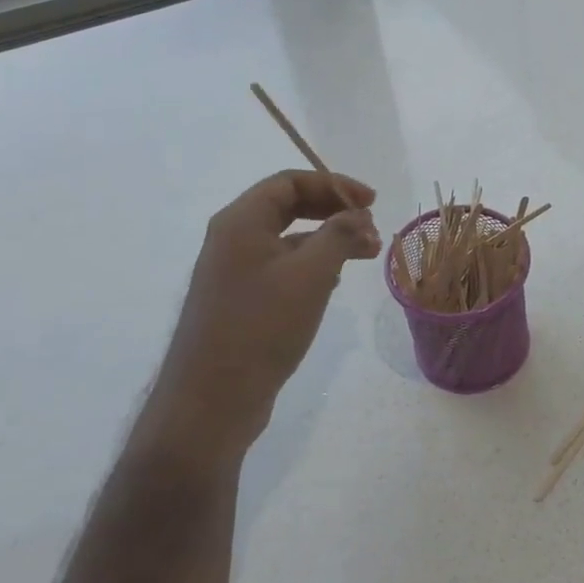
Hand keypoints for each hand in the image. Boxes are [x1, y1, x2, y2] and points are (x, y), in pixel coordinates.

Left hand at [143, 170, 380, 462]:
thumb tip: (358, 216)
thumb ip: (339, 236)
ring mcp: (233, 273)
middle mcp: (232, 240)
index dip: (334, 185)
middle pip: (288, 207)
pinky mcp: (241, 302)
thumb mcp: (311, 275)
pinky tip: (336, 282)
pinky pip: (282, 268)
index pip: (289, 182)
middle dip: (334, 212)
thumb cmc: (261, 327)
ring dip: (328, 240)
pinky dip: (313, 266)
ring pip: (288, 240)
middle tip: (371, 227)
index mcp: (240, 222)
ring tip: (366, 255)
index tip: (372, 202)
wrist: (211, 400)